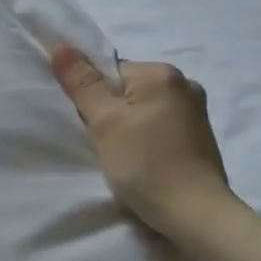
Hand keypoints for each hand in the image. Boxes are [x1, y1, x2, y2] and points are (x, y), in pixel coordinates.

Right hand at [50, 46, 236, 242]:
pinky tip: (143, 160)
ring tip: (124, 155)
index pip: (109, 72)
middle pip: (126, 89)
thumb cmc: (145, 163)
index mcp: (162, 73)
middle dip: (110, 113)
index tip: (94, 127)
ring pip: (141, 109)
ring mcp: (195, 111)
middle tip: (106, 143)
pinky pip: (158, 125)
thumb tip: (61, 46)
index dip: (93, 98)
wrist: (194, 213)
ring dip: (127, 127)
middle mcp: (184, 84)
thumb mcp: (104, 121)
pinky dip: (145, 138)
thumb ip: (82, 83)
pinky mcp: (198, 135)